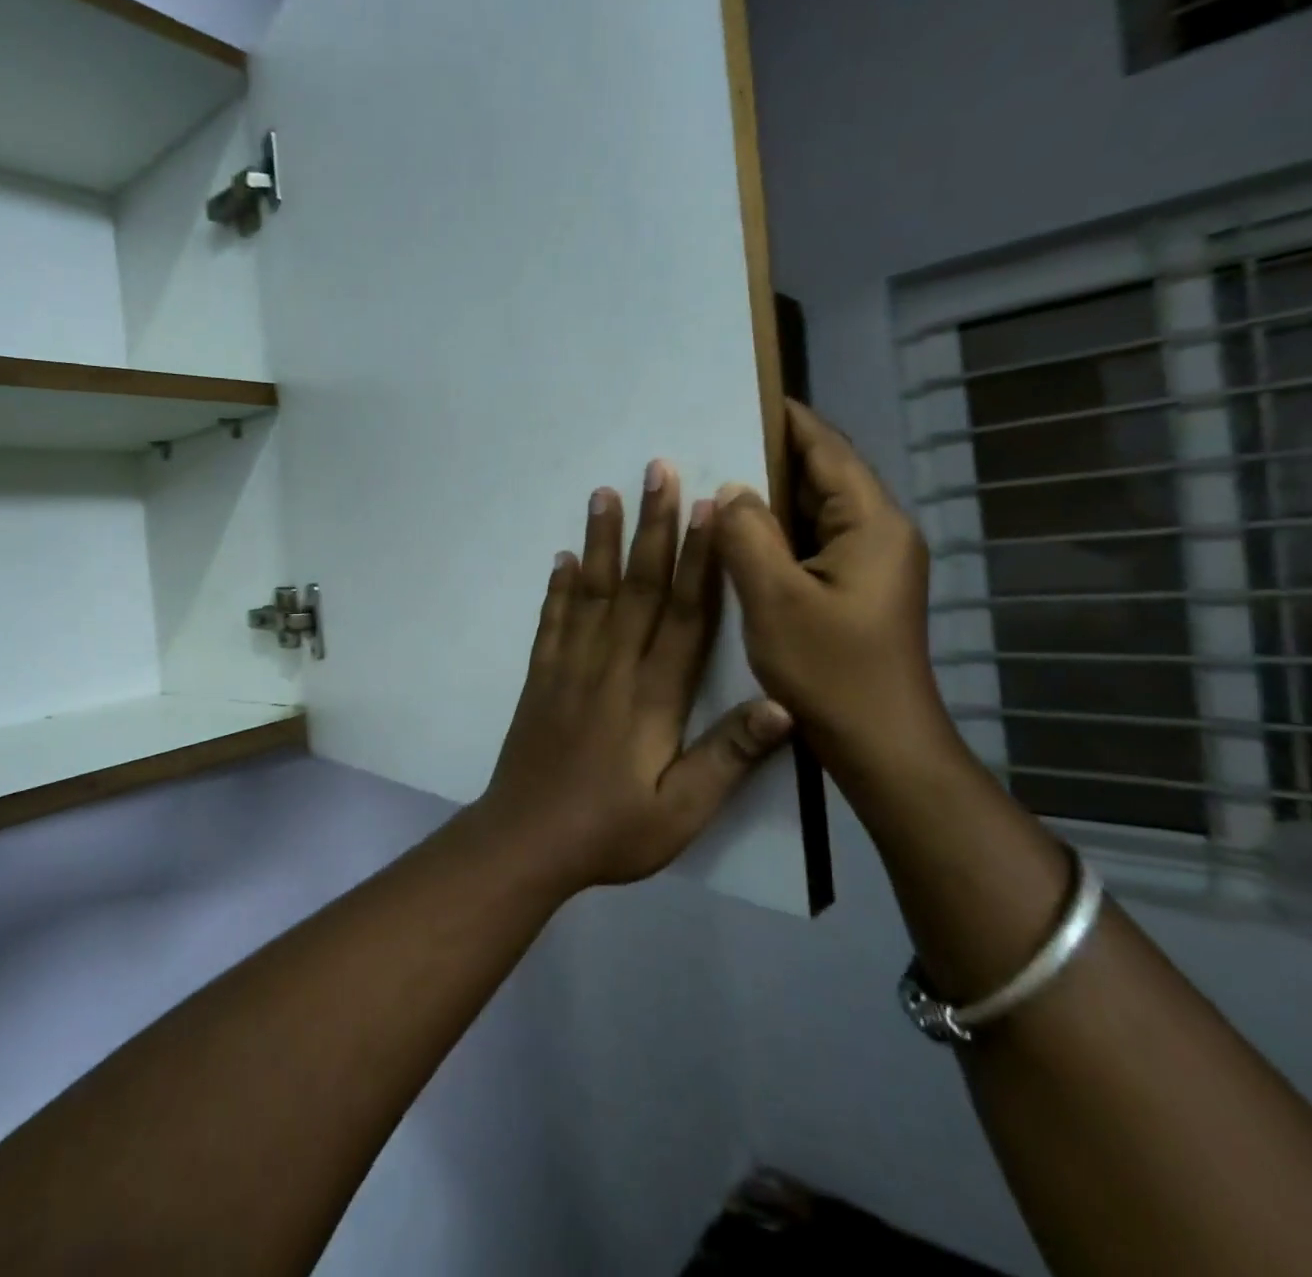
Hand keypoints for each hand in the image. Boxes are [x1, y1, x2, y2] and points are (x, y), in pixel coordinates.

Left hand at [473, 461, 793, 892]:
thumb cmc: (611, 831)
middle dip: (652, 527)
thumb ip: (729, 757)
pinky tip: (561, 558)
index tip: (712, 508)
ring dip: (600, 540)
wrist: (527, 841)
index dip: (702, 559)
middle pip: (638, 586)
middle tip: (657, 470)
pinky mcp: (541, 678)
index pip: (686, 614)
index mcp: (653, 696)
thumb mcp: (682, 812)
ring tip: (604, 493)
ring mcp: (569, 668)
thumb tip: (784, 703)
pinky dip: (557, 588)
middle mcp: (611, 667)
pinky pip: (551, 622)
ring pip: (590, 592)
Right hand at [713, 400, 952, 788]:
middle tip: (712, 440)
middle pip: (822, 476)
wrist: (879, 744)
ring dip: (769, 496)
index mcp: (872, 524)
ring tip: (714, 479)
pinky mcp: (853, 589)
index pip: (828, 451)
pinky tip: (735, 534)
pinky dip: (774, 531)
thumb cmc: (830, 670)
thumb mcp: (775, 598)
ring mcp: (868, 564)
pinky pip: (809, 543)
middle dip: (770, 455)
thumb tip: (732, 490)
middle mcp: (878, 534)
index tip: (744, 394)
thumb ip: (748, 535)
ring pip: (812, 512)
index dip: (788, 420)